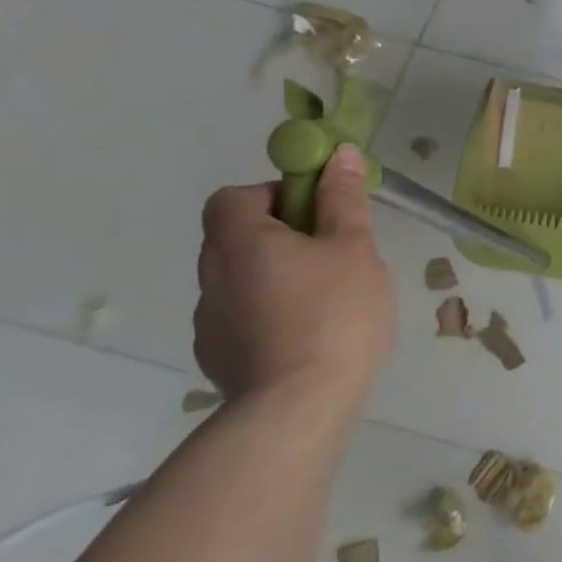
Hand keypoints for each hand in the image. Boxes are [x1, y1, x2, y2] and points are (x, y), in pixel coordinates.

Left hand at [195, 143, 396, 408]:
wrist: (298, 407)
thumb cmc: (333, 314)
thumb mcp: (353, 248)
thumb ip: (343, 200)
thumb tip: (339, 154)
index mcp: (239, 240)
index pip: (236, 196)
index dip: (275, 195)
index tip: (317, 215)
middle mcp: (211, 275)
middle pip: (237, 237)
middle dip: (282, 238)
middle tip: (331, 257)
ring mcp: (208, 321)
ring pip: (242, 280)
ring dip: (275, 279)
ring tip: (325, 304)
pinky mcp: (217, 358)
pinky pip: (242, 319)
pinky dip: (269, 317)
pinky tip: (306, 339)